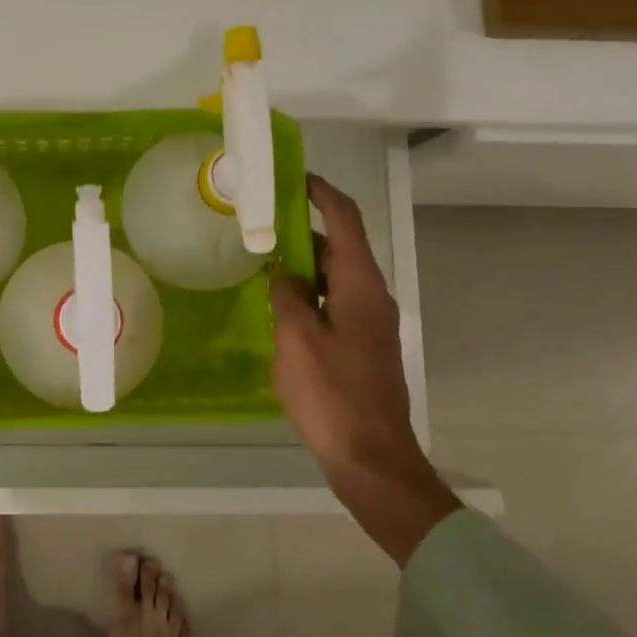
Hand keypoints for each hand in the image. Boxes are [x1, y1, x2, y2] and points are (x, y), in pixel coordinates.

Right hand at [270, 174, 461, 566]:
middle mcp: (372, 297)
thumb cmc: (332, 395)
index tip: (294, 177)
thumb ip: (288, 296)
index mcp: (361, 286)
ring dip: (305, 263)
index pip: (345, 220)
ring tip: (264, 258)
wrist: (372, 459)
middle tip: (264, 221)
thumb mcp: (297, 339)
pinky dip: (310, 293)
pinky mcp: (363, 347)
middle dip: (305, 227)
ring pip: (336, 277)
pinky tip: (280, 305)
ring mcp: (371, 324)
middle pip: (341, 246)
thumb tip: (286, 277)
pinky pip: (334, 303)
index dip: (322, 193)